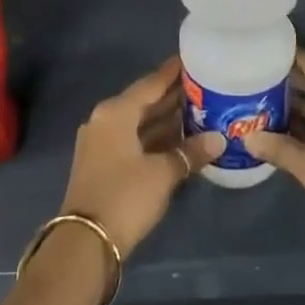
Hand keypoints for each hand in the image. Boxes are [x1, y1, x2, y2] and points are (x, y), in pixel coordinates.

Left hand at [60, 57, 222, 255]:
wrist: (85, 245)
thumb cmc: (124, 196)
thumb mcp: (163, 173)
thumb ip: (191, 152)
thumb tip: (219, 139)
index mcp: (116, 112)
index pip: (151, 84)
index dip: (173, 72)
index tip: (195, 59)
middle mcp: (106, 120)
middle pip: (145, 102)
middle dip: (174, 97)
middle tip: (206, 86)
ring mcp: (102, 144)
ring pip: (141, 123)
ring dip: (168, 120)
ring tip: (201, 111)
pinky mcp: (104, 165)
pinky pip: (136, 141)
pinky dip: (157, 139)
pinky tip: (183, 140)